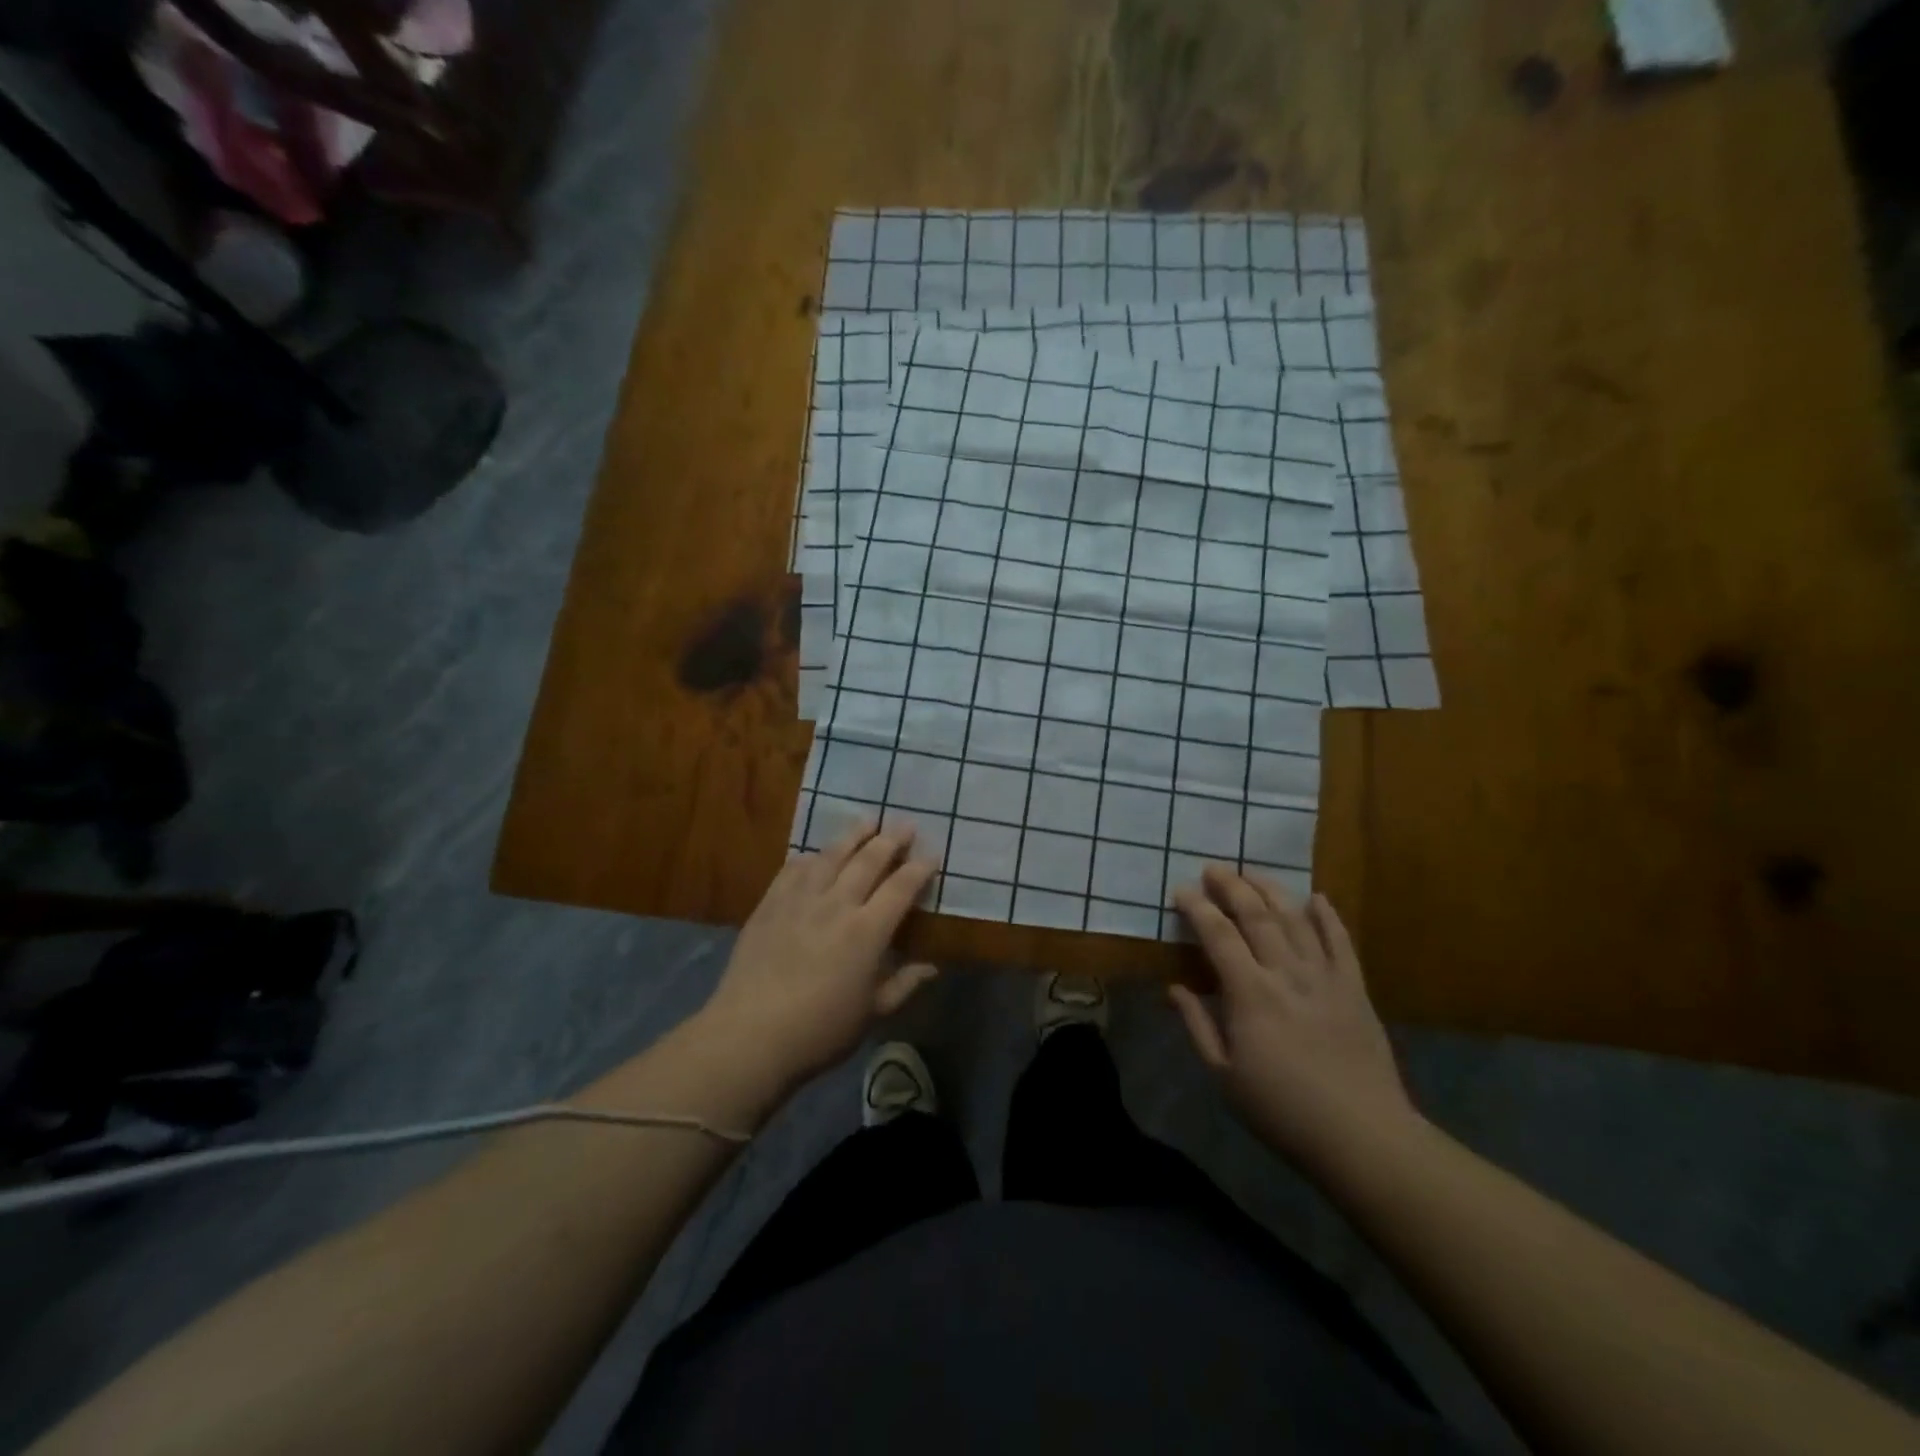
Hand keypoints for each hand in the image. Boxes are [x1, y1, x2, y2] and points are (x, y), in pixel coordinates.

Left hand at [699, 822, 938, 1090]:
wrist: (750, 1034)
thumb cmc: (820, 1030)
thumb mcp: (873, 1013)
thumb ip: (904, 984)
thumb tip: (932, 967)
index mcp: (867, 931)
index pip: (901, 888)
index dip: (919, 868)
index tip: (932, 854)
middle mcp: (837, 905)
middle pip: (868, 861)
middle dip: (891, 840)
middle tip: (904, 824)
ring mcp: (800, 900)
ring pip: (831, 856)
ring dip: (853, 835)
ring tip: (867, 821)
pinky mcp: (770, 904)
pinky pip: (794, 869)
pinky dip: (810, 857)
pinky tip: (816, 854)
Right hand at [1170, 866, 1416, 1172]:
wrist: (1363, 1137)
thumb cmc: (1282, 1110)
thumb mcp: (1224, 1075)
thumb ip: (1197, 1025)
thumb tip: (1173, 988)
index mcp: (1249, 994)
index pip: (1218, 935)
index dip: (1197, 908)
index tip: (1182, 890)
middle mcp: (1286, 973)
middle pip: (1256, 915)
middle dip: (1231, 886)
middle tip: (1214, 868)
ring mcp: (1325, 977)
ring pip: (1296, 918)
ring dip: (1271, 890)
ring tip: (1252, 873)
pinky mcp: (1355, 989)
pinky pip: (1341, 942)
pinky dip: (1328, 916)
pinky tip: (1317, 898)